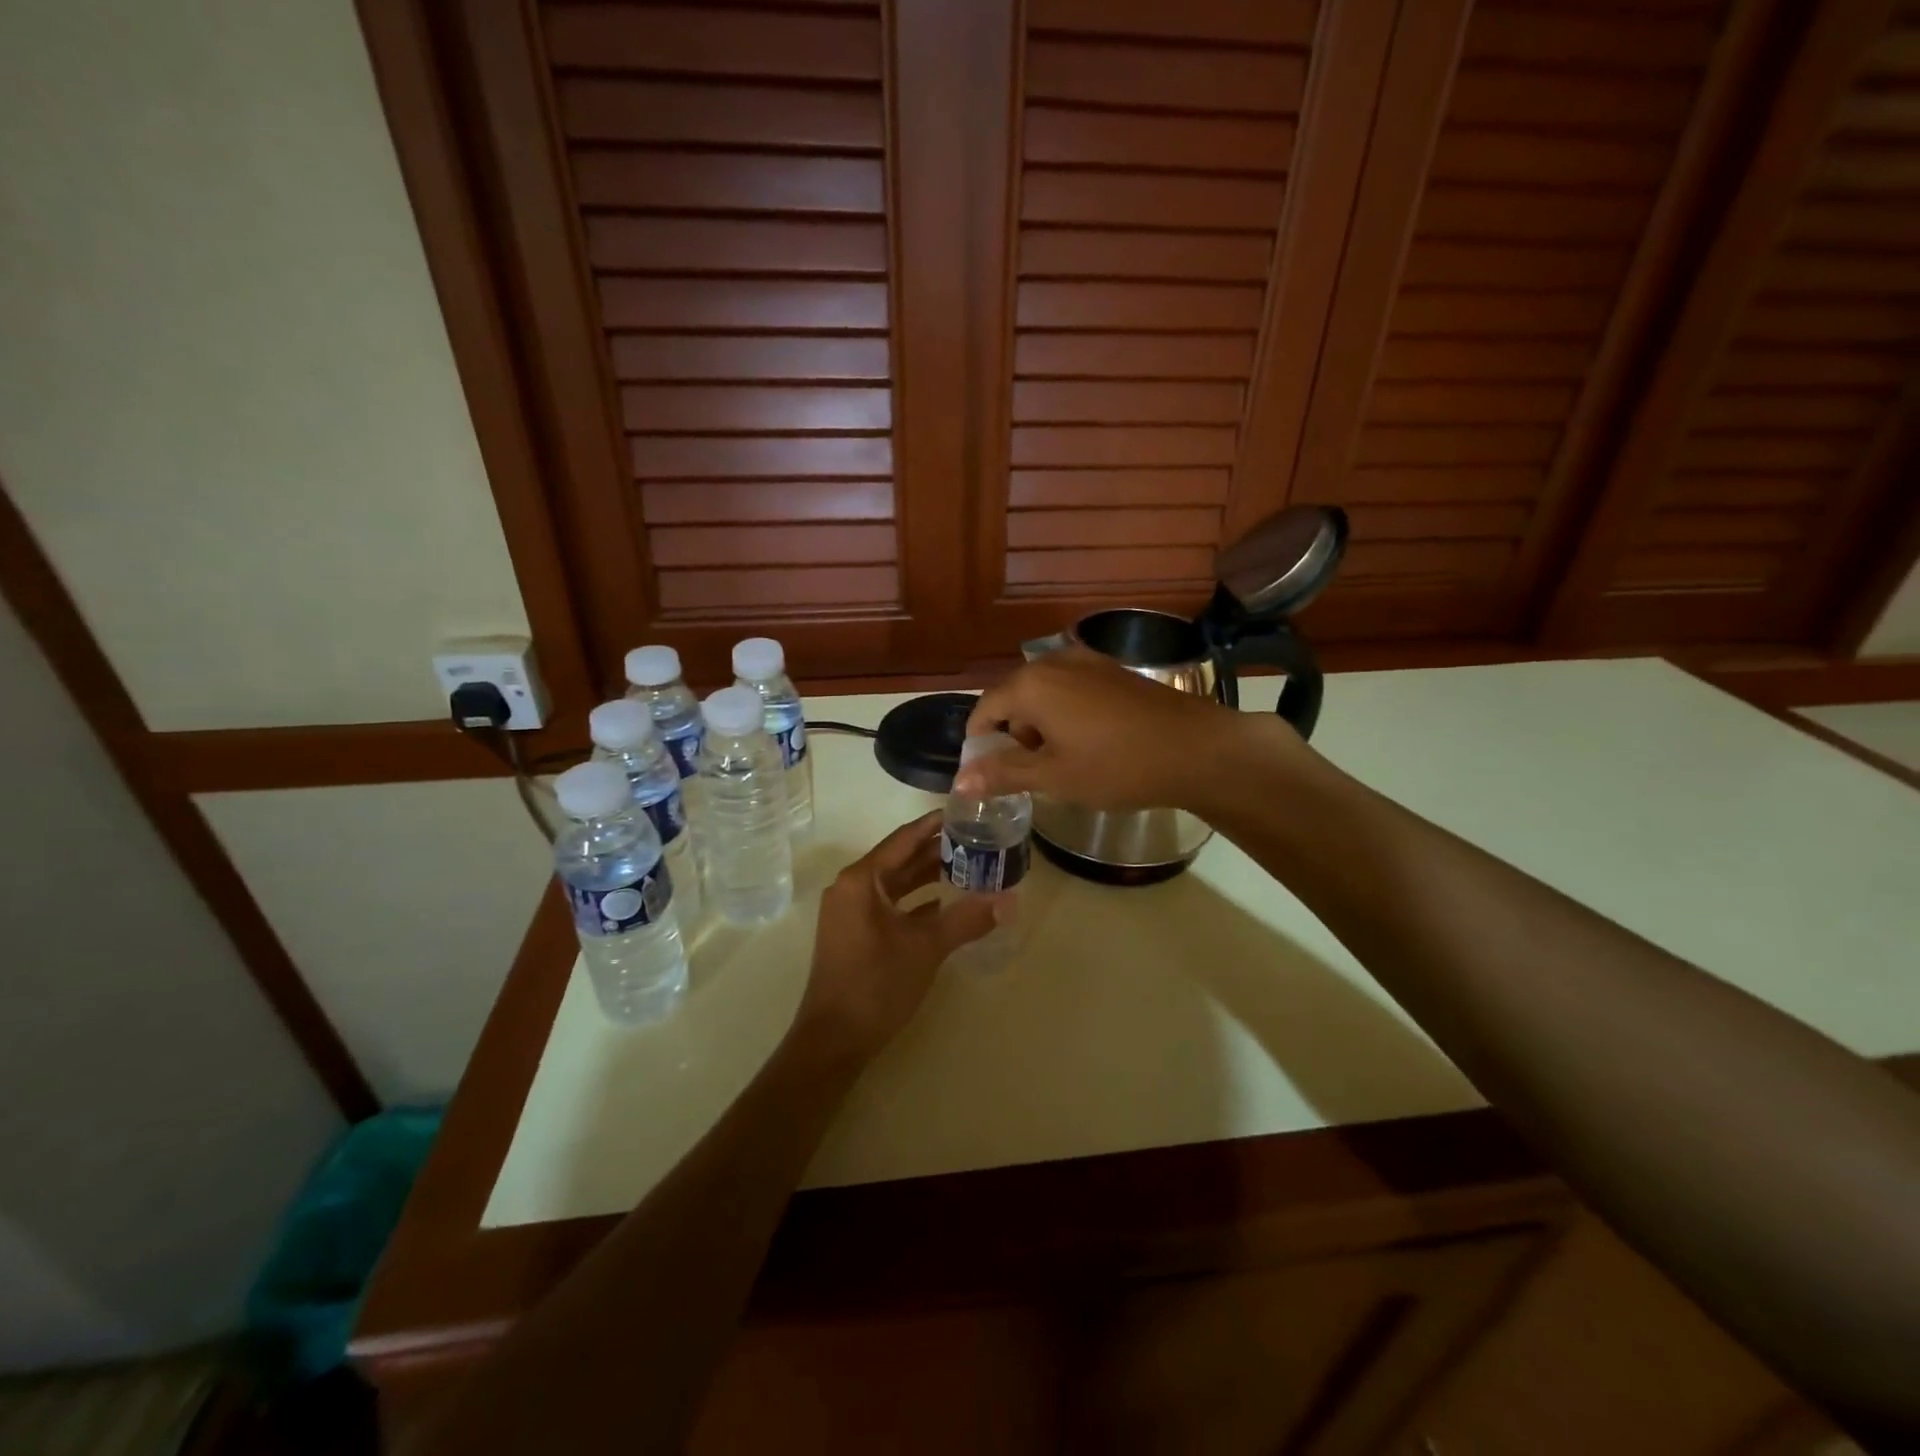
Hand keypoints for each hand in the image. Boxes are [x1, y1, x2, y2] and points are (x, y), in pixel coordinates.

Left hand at [789, 812, 999, 1065]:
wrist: (834, 1040)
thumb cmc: (876, 985)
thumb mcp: (926, 948)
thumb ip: (967, 919)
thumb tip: (1009, 900)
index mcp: (861, 880)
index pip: (904, 839)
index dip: (934, 824)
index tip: (965, 811)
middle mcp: (851, 888)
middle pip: (899, 858)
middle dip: (936, 850)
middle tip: (976, 838)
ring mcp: (850, 912)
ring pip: (895, 884)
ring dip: (927, 876)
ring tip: (968, 865)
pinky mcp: (854, 933)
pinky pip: (889, 905)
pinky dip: (916, 901)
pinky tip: (945, 903)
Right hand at [958, 649, 1301, 811]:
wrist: (1197, 748)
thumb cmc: (1117, 766)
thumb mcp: (1054, 776)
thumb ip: (1003, 773)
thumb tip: (959, 781)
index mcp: (1030, 684)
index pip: (984, 710)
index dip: (979, 744)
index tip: (988, 774)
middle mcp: (1053, 662)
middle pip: (1013, 698)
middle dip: (1013, 735)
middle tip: (1030, 774)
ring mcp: (1086, 661)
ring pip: (1042, 693)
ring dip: (1040, 726)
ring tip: (1062, 762)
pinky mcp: (1112, 669)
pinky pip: (1070, 689)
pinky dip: (1064, 714)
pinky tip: (1088, 742)